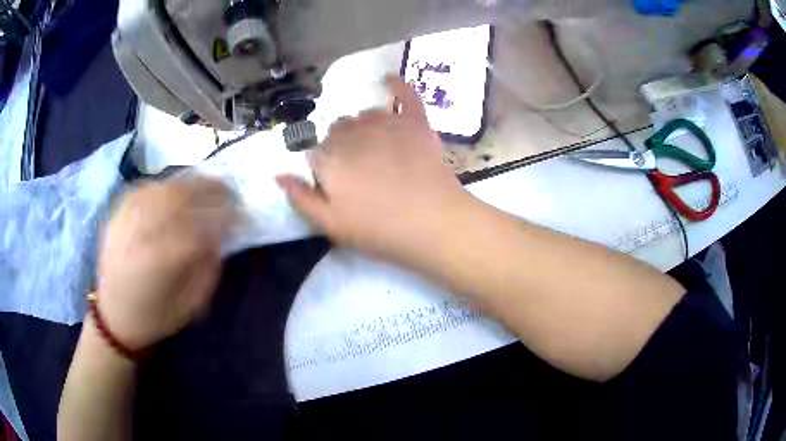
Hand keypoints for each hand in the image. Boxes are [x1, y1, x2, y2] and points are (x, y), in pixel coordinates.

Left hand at [96, 177, 232, 350]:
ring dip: (188, 184)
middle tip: (228, 191)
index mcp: (160, 262)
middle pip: (179, 198)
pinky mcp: (116, 216)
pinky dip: (164, 186)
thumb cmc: (154, 317)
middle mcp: (141, 235)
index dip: (223, 216)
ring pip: (162, 188)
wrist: (113, 317)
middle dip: (209, 190)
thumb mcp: (189, 306)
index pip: (198, 226)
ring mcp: (126, 221)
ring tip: (205, 187)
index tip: (240, 214)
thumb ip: (207, 270)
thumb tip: (219, 237)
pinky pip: (144, 189)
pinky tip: (174, 190)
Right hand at [277, 75, 472, 265]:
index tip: (335, 184)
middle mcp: (353, 134)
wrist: (434, 223)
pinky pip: (404, 95)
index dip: (323, 168)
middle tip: (357, 171)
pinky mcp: (415, 122)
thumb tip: (278, 175)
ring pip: (363, 115)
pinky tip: (388, 78)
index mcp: (330, 159)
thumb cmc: (380, 230)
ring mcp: (386, 124)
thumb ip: (302, 198)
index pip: (314, 152)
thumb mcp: (332, 225)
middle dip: (340, 147)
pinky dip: (396, 85)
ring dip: (361, 127)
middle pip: (338, 130)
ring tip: (372, 148)